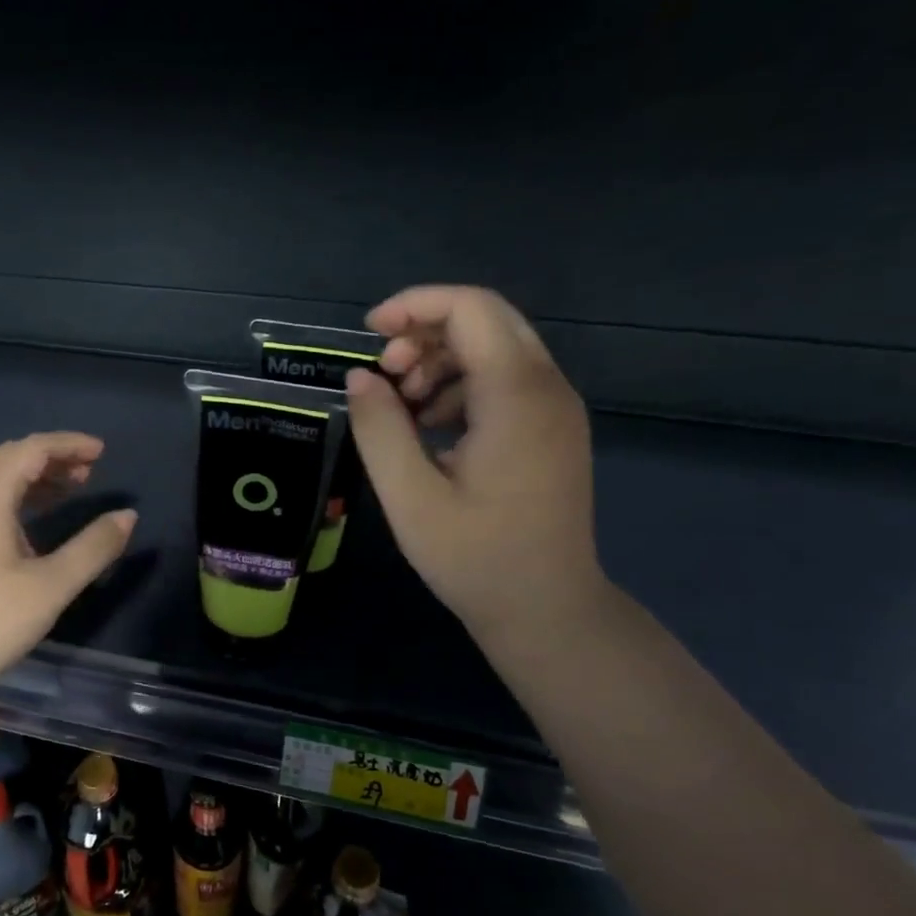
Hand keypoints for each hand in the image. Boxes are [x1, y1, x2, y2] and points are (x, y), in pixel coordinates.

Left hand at [0, 433, 136, 723]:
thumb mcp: (51, 586)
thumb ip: (93, 547)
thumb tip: (127, 516)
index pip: (30, 449)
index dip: (68, 444)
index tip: (102, 451)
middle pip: (8, 459)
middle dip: (51, 459)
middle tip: (90, 471)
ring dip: (31, 480)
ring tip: (69, 492)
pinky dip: (12, 501)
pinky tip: (30, 527)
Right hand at [346, 286, 604, 638]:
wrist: (547, 609)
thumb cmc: (475, 558)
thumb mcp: (409, 497)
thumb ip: (379, 429)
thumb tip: (359, 377)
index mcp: (517, 397)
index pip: (472, 309)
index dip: (414, 305)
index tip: (368, 335)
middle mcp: (547, 388)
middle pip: (486, 320)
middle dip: (425, 332)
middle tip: (384, 375)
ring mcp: (556, 409)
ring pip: (495, 348)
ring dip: (440, 360)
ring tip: (401, 406)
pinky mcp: (551, 429)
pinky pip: (504, 381)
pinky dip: (460, 386)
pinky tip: (429, 426)